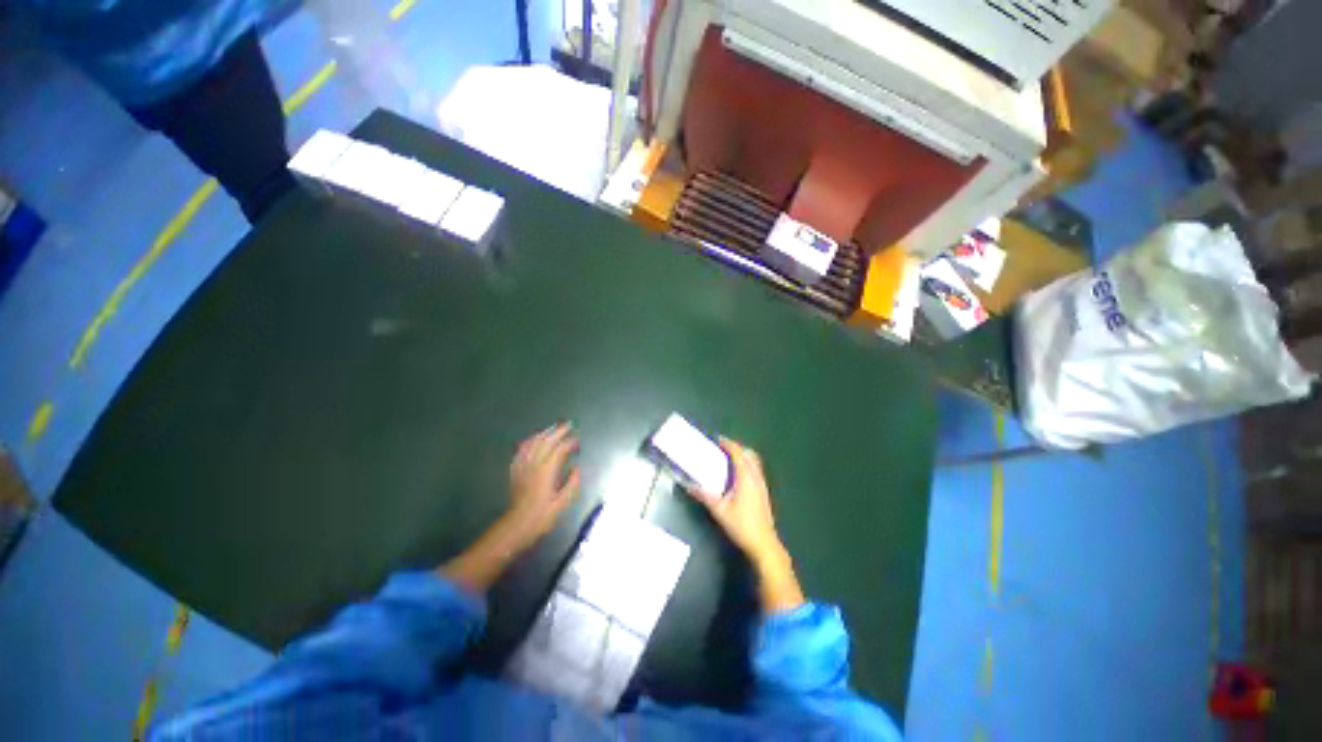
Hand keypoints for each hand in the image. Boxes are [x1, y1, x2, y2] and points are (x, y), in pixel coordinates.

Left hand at [501, 422, 581, 553]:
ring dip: (544, 433)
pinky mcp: (515, 471)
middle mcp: (534, 465)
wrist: (516, 527)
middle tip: (568, 425)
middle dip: (558, 431)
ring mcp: (522, 467)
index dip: (570, 443)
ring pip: (533, 443)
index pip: (559, 450)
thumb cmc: (542, 517)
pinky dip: (529, 441)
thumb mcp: (562, 504)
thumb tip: (578, 468)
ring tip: (554, 427)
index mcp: (546, 472)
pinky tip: (533, 439)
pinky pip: (521, 450)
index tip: (578, 440)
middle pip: (546, 442)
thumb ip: (572, 484)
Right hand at [684, 438, 782, 563]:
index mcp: (746, 477)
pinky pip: (756, 470)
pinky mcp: (764, 492)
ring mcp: (762, 484)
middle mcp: (756, 477)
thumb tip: (689, 486)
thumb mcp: (719, 510)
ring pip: (754, 462)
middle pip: (749, 454)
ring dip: (742, 456)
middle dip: (736, 448)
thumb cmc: (741, 525)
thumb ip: (704, 496)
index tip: (717, 440)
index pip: (738, 453)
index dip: (728, 444)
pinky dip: (747, 465)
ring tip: (728, 460)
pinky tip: (737, 476)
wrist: (763, 543)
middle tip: (722, 449)